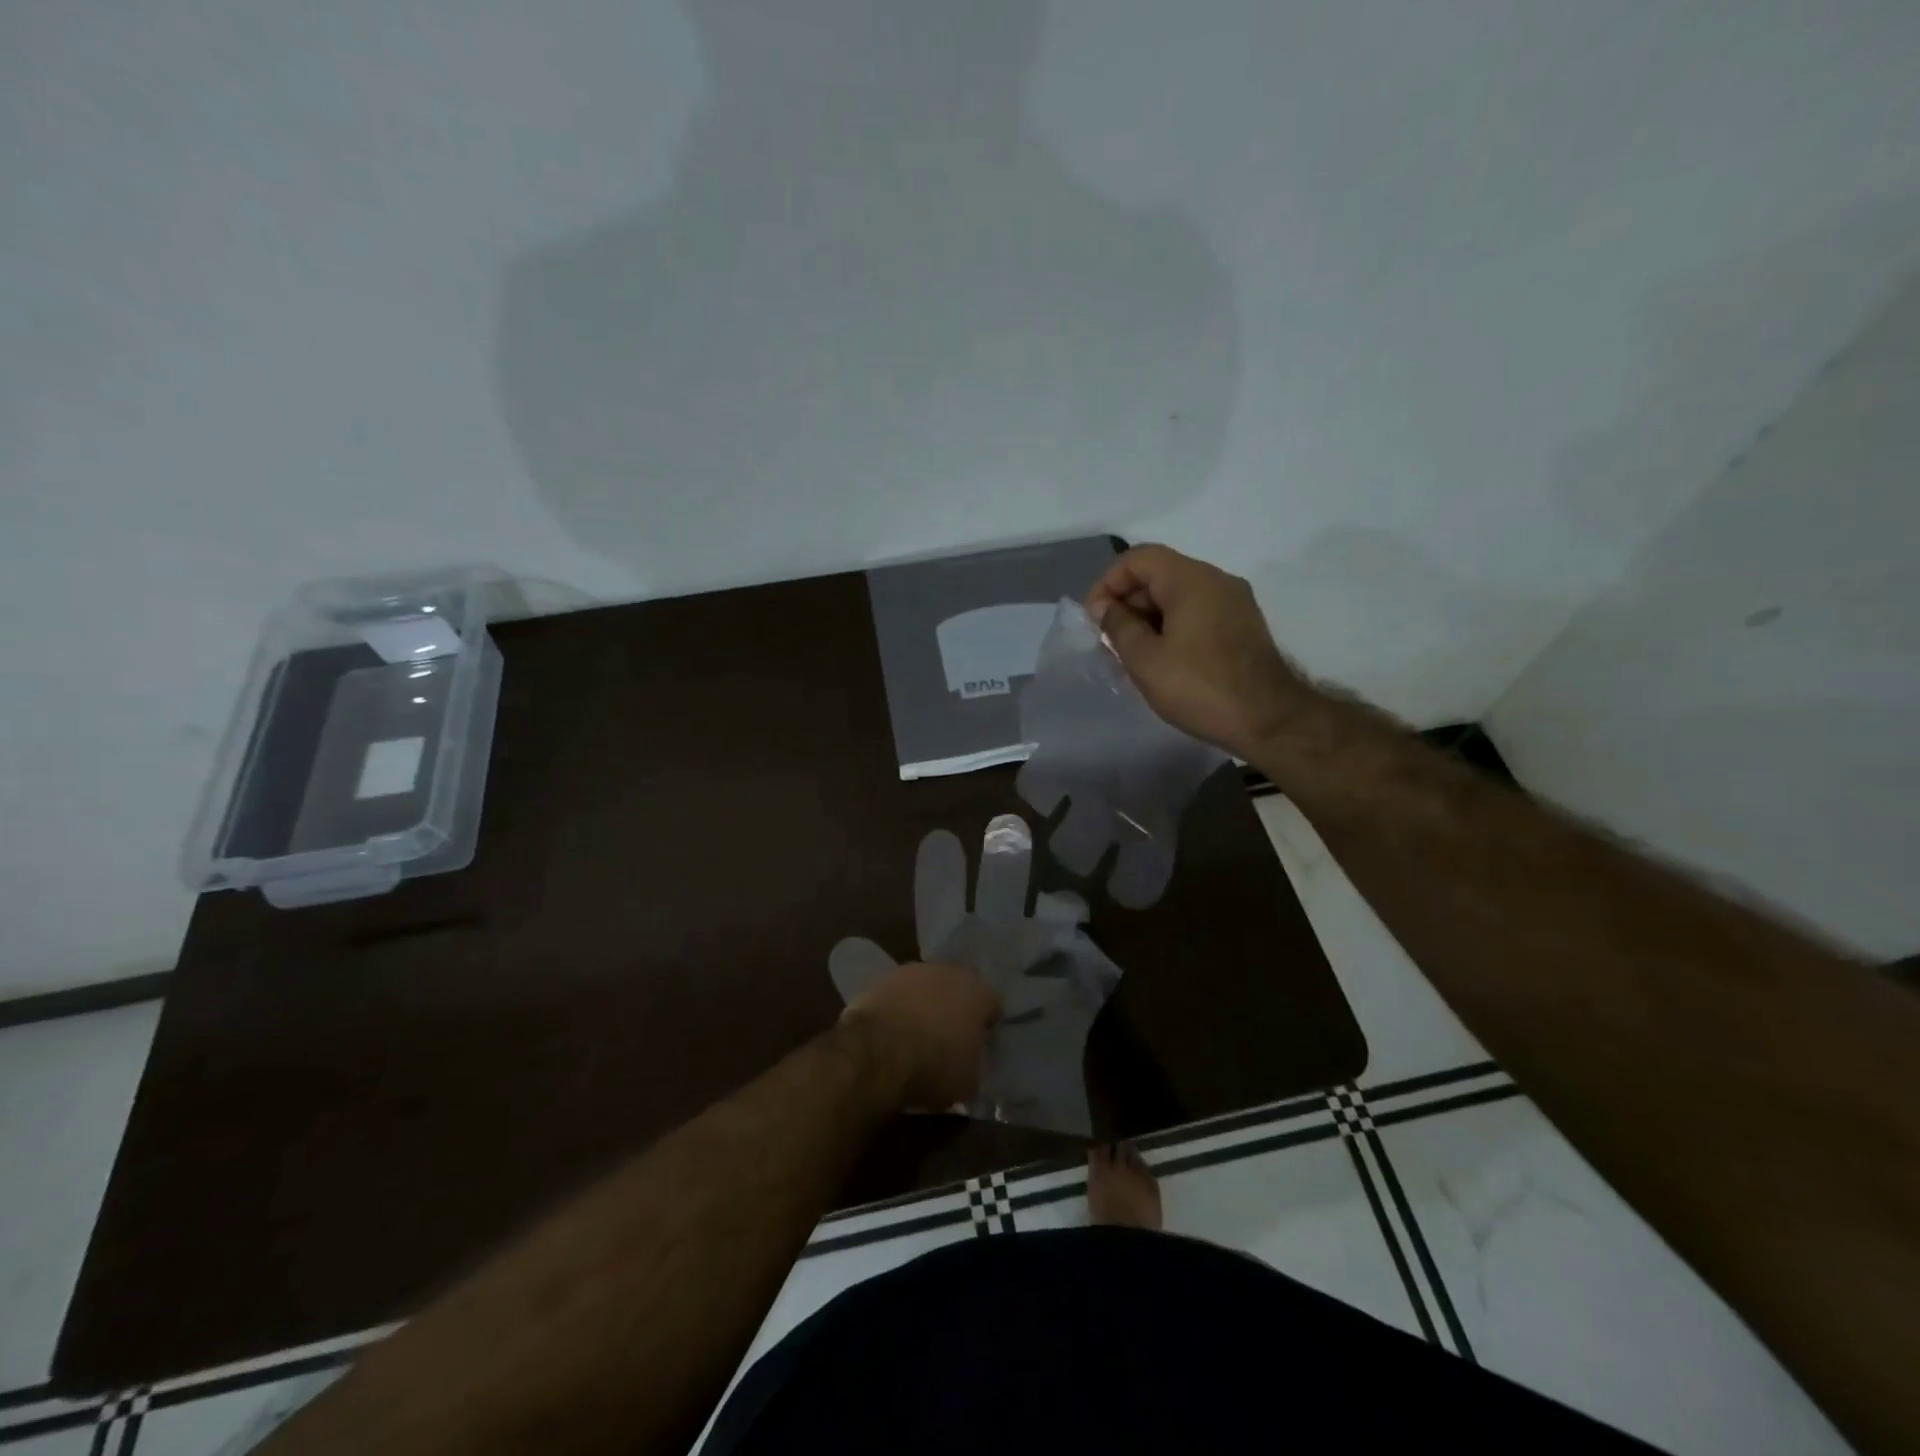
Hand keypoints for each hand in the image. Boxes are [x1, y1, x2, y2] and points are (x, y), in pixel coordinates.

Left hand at [840, 962, 1001, 1110]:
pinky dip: (899, 1006)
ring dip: (926, 1004)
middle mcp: (950, 972)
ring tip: (917, 1033)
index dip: (987, 1025)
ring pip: (928, 986)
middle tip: (949, 1036)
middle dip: (956, 1008)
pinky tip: (893, 1029)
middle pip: (959, 989)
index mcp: (979, 994)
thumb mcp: (969, 1081)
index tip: (980, 1044)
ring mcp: (914, 971)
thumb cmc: (935, 1066)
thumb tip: (969, 1063)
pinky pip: (900, 993)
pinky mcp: (884, 978)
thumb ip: (975, 1064)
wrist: (879, 1050)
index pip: (993, 1005)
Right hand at [1086, 544, 1316, 760]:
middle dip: (1127, 601)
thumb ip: (1119, 626)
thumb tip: (1106, 607)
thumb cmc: (1199, 687)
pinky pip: (1197, 611)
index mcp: (1191, 580)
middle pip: (1159, 573)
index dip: (1108, 583)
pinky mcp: (1242, 624)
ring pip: (1178, 594)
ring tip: (1130, 653)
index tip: (1094, 618)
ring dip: (1148, 616)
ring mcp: (1234, 601)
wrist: (1269, 720)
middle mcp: (1216, 580)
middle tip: (1109, 639)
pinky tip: (1161, 658)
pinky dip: (1172, 625)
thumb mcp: (1145, 659)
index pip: (1138, 558)